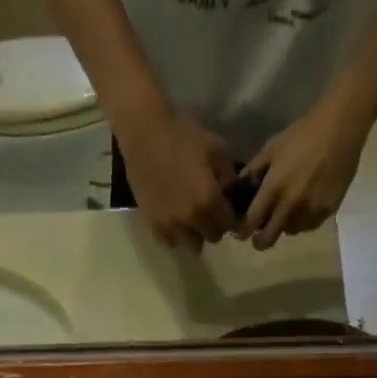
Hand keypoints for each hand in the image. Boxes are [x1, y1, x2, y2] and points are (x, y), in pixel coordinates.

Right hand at [118, 109, 236, 252]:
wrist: (144, 132)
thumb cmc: (182, 135)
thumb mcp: (216, 147)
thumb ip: (228, 175)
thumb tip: (230, 192)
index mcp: (209, 201)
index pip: (229, 225)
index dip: (232, 217)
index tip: (229, 209)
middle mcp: (191, 220)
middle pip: (212, 238)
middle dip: (214, 226)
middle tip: (211, 212)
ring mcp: (170, 224)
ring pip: (191, 245)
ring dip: (195, 234)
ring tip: (192, 219)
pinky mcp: (153, 224)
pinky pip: (169, 242)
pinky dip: (175, 235)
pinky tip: (175, 221)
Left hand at [239, 90, 369, 249]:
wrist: (340, 128)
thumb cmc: (302, 134)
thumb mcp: (272, 148)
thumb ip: (253, 171)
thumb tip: (238, 189)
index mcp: (273, 188)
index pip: (251, 222)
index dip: (243, 231)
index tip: (241, 233)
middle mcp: (290, 205)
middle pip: (269, 238)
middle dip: (261, 241)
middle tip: (259, 236)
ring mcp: (310, 210)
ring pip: (290, 231)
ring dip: (284, 226)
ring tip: (287, 213)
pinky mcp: (327, 211)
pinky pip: (309, 225)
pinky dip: (303, 221)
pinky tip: (305, 207)